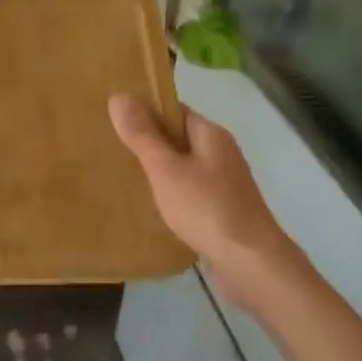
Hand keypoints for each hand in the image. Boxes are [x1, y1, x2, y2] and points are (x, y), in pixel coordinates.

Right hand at [109, 94, 302, 294]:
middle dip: (148, 142)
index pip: (175, 110)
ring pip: (183, 168)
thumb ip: (142, 135)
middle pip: (179, 139)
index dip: (145, 111)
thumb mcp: (166, 169)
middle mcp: (220, 154)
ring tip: (123, 176)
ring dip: (158, 171)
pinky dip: (170, 195)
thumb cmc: (207, 209)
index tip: (114, 118)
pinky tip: (150, 207)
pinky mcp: (222, 212)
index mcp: (211, 135)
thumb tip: (119, 95)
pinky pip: (189, 194)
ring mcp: (224, 185)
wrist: (251, 265)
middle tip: (110, 147)